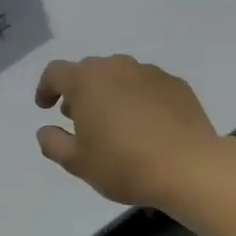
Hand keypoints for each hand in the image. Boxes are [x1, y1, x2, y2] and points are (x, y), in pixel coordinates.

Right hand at [34, 55, 223, 209]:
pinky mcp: (177, 85)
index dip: (46, 88)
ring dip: (110, 93)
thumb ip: (53, 143)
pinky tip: (146, 125)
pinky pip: (148, 86)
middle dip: (79, 91)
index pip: (55, 72)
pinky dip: (139, 99)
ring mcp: (150, 73)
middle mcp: (116, 67)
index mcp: (86, 81)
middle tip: (80, 119)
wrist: (190, 168)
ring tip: (115, 122)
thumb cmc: (123, 164)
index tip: (46, 107)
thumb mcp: (77, 163)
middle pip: (88, 71)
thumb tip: (45, 130)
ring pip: (120, 76)